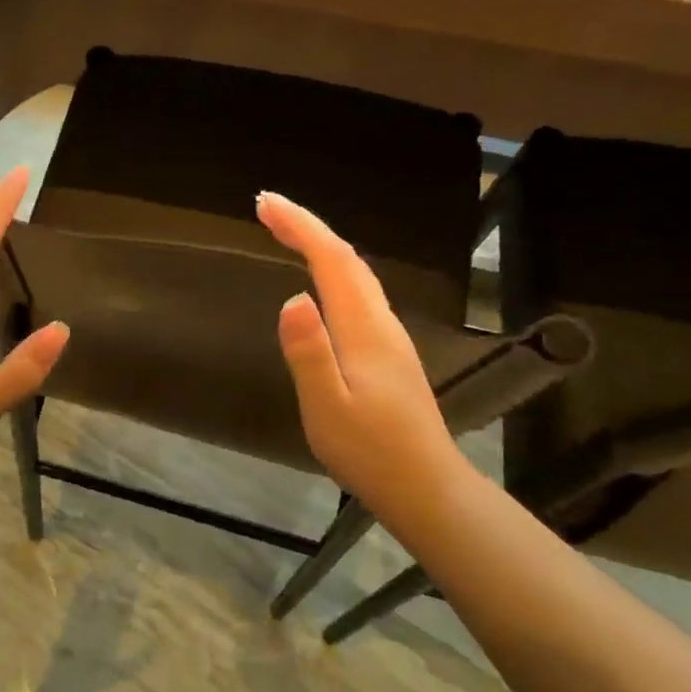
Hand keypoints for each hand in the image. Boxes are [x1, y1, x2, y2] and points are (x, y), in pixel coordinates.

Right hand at [257, 190, 472, 517]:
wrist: (426, 487)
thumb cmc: (370, 451)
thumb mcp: (327, 406)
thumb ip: (308, 352)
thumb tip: (290, 298)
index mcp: (363, 329)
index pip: (331, 261)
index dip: (299, 226)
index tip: (264, 204)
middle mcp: (381, 322)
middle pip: (346, 259)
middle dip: (307, 226)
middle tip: (267, 208)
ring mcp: (389, 337)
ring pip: (356, 274)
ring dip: (321, 246)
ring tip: (287, 232)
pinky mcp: (389, 353)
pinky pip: (358, 293)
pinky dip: (333, 270)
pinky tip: (321, 281)